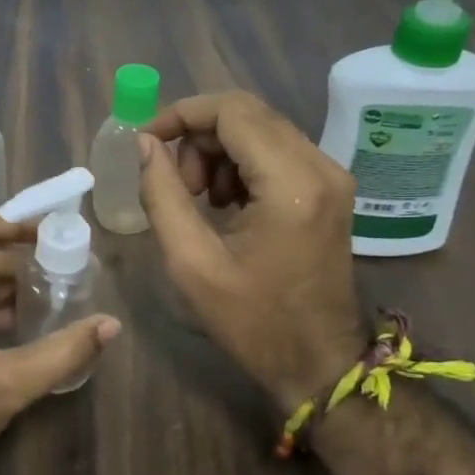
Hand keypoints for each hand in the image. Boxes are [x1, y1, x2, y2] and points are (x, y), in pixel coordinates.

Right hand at [138, 92, 363, 407]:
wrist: (319, 363)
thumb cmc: (252, 321)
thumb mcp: (191, 262)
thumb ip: (162, 194)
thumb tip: (144, 144)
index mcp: (291, 183)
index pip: (232, 111)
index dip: (181, 114)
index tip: (146, 141)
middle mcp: (320, 166)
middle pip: (247, 113)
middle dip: (197, 135)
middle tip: (175, 181)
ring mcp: (330, 175)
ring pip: (260, 128)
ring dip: (217, 150)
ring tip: (199, 198)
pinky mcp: (329, 188)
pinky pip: (276, 150)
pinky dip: (240, 163)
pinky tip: (225, 203)